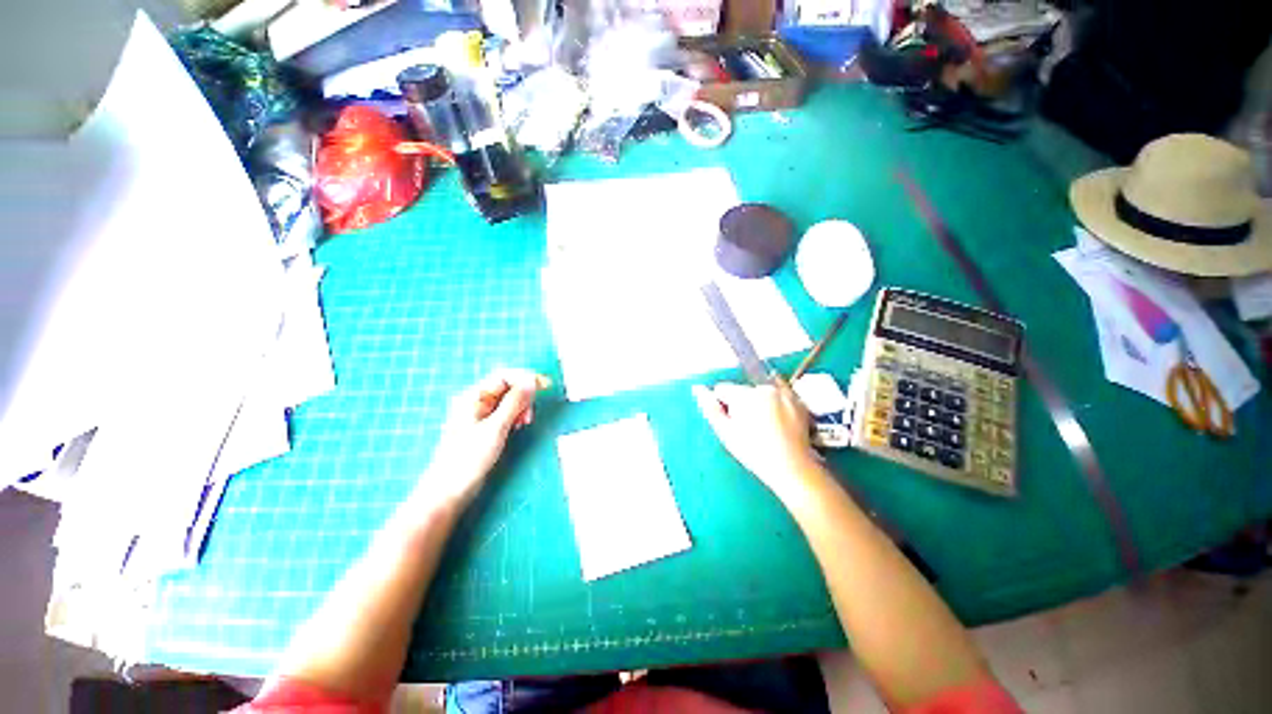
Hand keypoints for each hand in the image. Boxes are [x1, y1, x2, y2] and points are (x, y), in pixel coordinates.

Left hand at [421, 369, 549, 508]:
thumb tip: (532, 381)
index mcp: (473, 396)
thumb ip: (515, 402)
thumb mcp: (496, 427)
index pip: (504, 376)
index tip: (545, 385)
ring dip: (522, 407)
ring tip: (525, 423)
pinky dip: (516, 416)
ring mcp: (481, 415)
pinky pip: (506, 413)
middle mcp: (477, 402)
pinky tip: (518, 427)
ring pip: (509, 401)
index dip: (526, 377)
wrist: (449, 491)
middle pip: (507, 386)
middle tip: (530, 414)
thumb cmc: (469, 458)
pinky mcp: (485, 428)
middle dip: (524, 396)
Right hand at [692, 379, 817, 501]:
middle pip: (742, 391)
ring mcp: (783, 392)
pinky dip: (775, 404)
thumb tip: (697, 388)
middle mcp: (763, 388)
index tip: (732, 423)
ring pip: (759, 393)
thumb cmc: (753, 452)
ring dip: (758, 404)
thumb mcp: (725, 433)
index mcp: (744, 395)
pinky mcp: (797, 401)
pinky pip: (778, 395)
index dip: (722, 406)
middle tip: (748, 429)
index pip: (721, 389)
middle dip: (740, 404)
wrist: (791, 468)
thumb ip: (710, 408)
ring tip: (765, 428)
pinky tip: (778, 422)